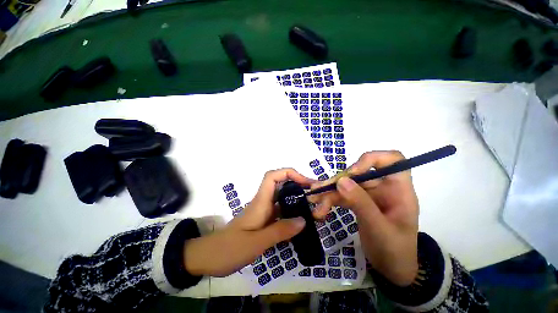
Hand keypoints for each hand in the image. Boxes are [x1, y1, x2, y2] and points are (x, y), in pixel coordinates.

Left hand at [183, 169, 314, 276]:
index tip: (305, 182)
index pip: (273, 176)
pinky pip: (281, 212)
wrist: (209, 257)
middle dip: (298, 185)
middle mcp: (263, 202)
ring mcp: (264, 212)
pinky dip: (292, 213)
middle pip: (281, 185)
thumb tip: (303, 220)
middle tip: (314, 195)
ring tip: (312, 209)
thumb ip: (280, 231)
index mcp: (260, 201)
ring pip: (283, 199)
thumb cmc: (229, 248)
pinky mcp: (264, 221)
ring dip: (297, 200)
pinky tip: (300, 223)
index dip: (289, 173)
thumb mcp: (256, 242)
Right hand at [309, 151, 419, 286]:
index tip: (352, 173)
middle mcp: (383, 187)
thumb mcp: (378, 228)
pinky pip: (342, 195)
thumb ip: (361, 203)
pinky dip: (330, 200)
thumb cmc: (394, 251)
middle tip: (319, 191)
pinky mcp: (358, 202)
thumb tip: (341, 180)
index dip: (371, 159)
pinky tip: (320, 209)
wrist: (391, 270)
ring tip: (314, 201)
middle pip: (358, 173)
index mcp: (398, 189)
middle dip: (337, 181)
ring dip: (329, 192)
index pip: (392, 159)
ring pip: (346, 184)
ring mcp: (369, 195)